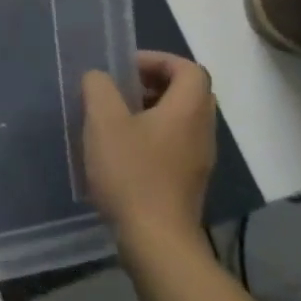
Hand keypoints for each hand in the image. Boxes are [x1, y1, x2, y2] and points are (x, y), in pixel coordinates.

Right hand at [82, 52, 217, 243]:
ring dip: (152, 110)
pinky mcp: (189, 182)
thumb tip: (99, 78)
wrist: (157, 241)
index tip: (125, 68)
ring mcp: (199, 160)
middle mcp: (202, 131)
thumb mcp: (104, 121)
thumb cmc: (132, 173)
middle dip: (154, 83)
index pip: (188, 69)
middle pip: (189, 92)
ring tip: (116, 118)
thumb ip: (98, 88)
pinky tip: (123, 150)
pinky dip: (154, 135)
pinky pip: (176, 143)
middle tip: (121, 89)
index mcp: (188, 110)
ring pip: (182, 119)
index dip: (158, 60)